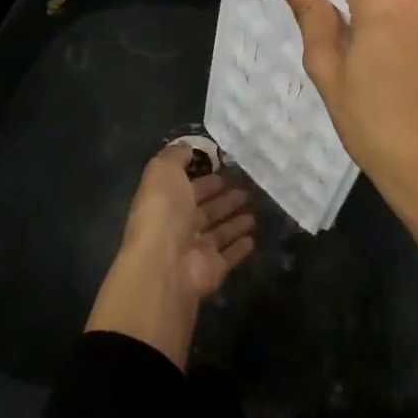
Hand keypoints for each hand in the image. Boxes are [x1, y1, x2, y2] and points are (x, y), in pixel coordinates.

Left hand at [85, 143, 255, 368]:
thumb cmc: (163, 212)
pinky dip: (240, 247)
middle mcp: (178, 226)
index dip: (203, 179)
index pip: (186, 188)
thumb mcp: (163, 171)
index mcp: (164, 202)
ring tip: (253, 212)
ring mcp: (195, 250)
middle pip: (204, 210)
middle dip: (222, 199)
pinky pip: (229, 255)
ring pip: (218, 232)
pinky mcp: (213, 269)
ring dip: (234, 222)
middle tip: (244, 189)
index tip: (224, 169)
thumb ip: (175, 156)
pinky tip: (253, 238)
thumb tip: (187, 147)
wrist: (164, 265)